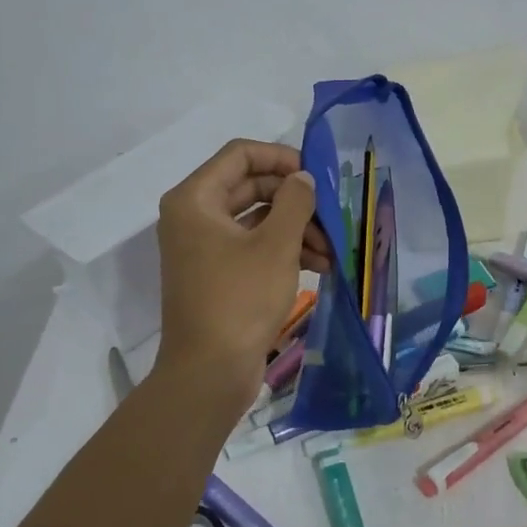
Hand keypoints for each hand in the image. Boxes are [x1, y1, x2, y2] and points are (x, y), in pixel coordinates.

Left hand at [154, 140, 329, 414]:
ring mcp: (204, 248)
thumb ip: (295, 202)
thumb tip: (303, 179)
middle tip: (331, 216)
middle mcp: (194, 217)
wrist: (210, 371)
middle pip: (250, 187)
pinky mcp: (217, 275)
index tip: (317, 175)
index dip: (281, 158)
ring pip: (256, 220)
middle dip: (295, 201)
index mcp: (195, 200)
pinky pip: (253, 248)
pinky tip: (320, 266)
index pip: (240, 155)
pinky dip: (283, 252)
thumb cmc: (240, 300)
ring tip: (332, 251)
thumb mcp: (276, 246)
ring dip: (296, 229)